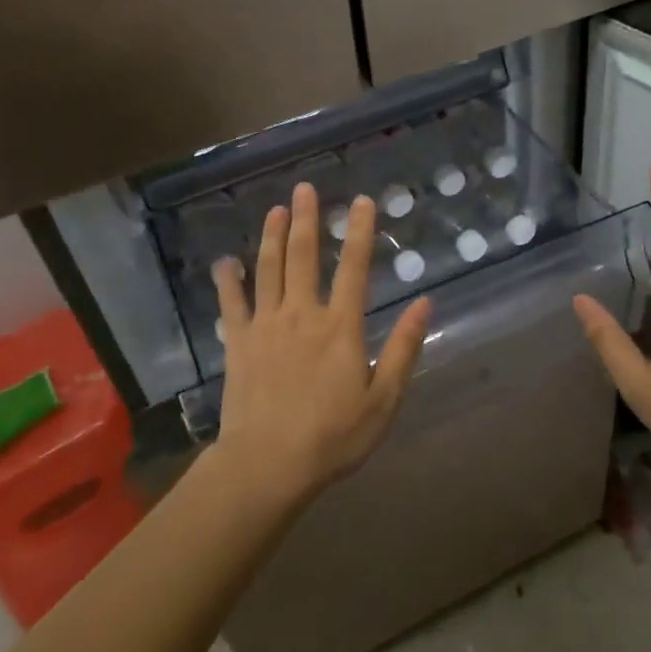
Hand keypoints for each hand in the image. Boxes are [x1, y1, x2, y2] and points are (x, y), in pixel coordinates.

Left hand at [212, 182, 430, 504]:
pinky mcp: (238, 342)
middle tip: (304, 187)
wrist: (269, 463)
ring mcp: (266, 325)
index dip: (359, 231)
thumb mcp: (384, 399)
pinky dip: (228, 280)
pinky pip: (231, 304)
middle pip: (304, 256)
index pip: (355, 267)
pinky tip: (225, 262)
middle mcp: (302, 314)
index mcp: (340, 326)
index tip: (361, 200)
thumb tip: (425, 303)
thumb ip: (404, 349)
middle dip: (306, 219)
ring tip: (275, 209)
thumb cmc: (333, 436)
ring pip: (268, 269)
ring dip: (272, 236)